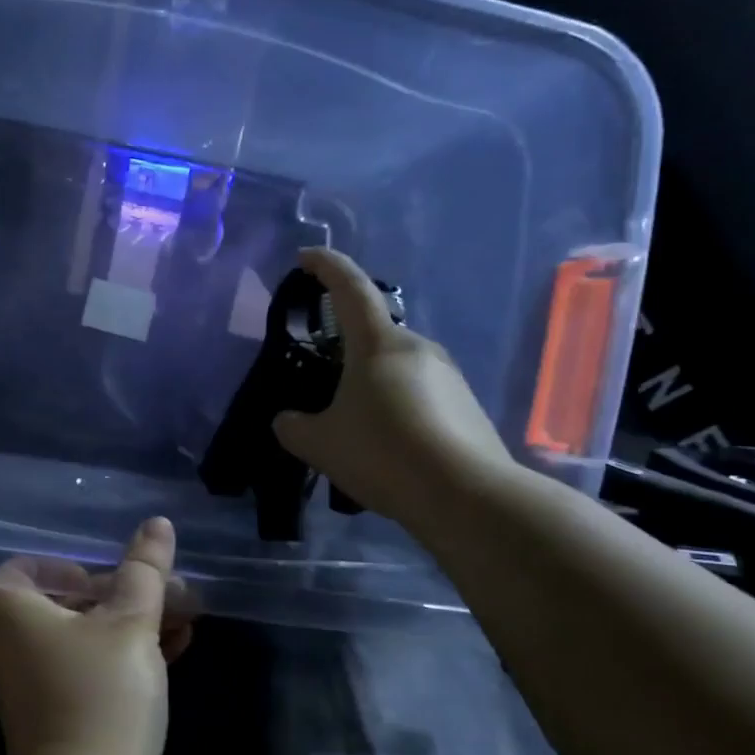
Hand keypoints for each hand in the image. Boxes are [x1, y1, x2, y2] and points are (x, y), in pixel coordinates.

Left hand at [0, 518, 188, 754]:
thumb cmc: (102, 697)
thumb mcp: (130, 624)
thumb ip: (144, 572)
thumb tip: (156, 523)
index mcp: (16, 617)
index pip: (19, 572)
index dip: (60, 566)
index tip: (102, 576)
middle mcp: (17, 650)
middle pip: (65, 604)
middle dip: (121, 593)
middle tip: (167, 592)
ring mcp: (38, 690)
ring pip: (86, 640)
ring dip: (132, 625)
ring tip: (185, 619)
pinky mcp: (63, 721)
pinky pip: (92, 673)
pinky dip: (126, 659)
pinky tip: (176, 653)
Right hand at [273, 247, 517, 535]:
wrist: (466, 497)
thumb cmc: (383, 454)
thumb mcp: (320, 444)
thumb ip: (293, 426)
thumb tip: (288, 420)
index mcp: (378, 344)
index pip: (349, 288)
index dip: (326, 267)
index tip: (306, 257)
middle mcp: (417, 348)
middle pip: (373, 335)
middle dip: (345, 351)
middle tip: (322, 384)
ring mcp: (449, 375)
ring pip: (397, 368)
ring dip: (372, 386)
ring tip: (354, 428)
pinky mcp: (466, 405)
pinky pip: (420, 394)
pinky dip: (397, 409)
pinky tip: (388, 447)